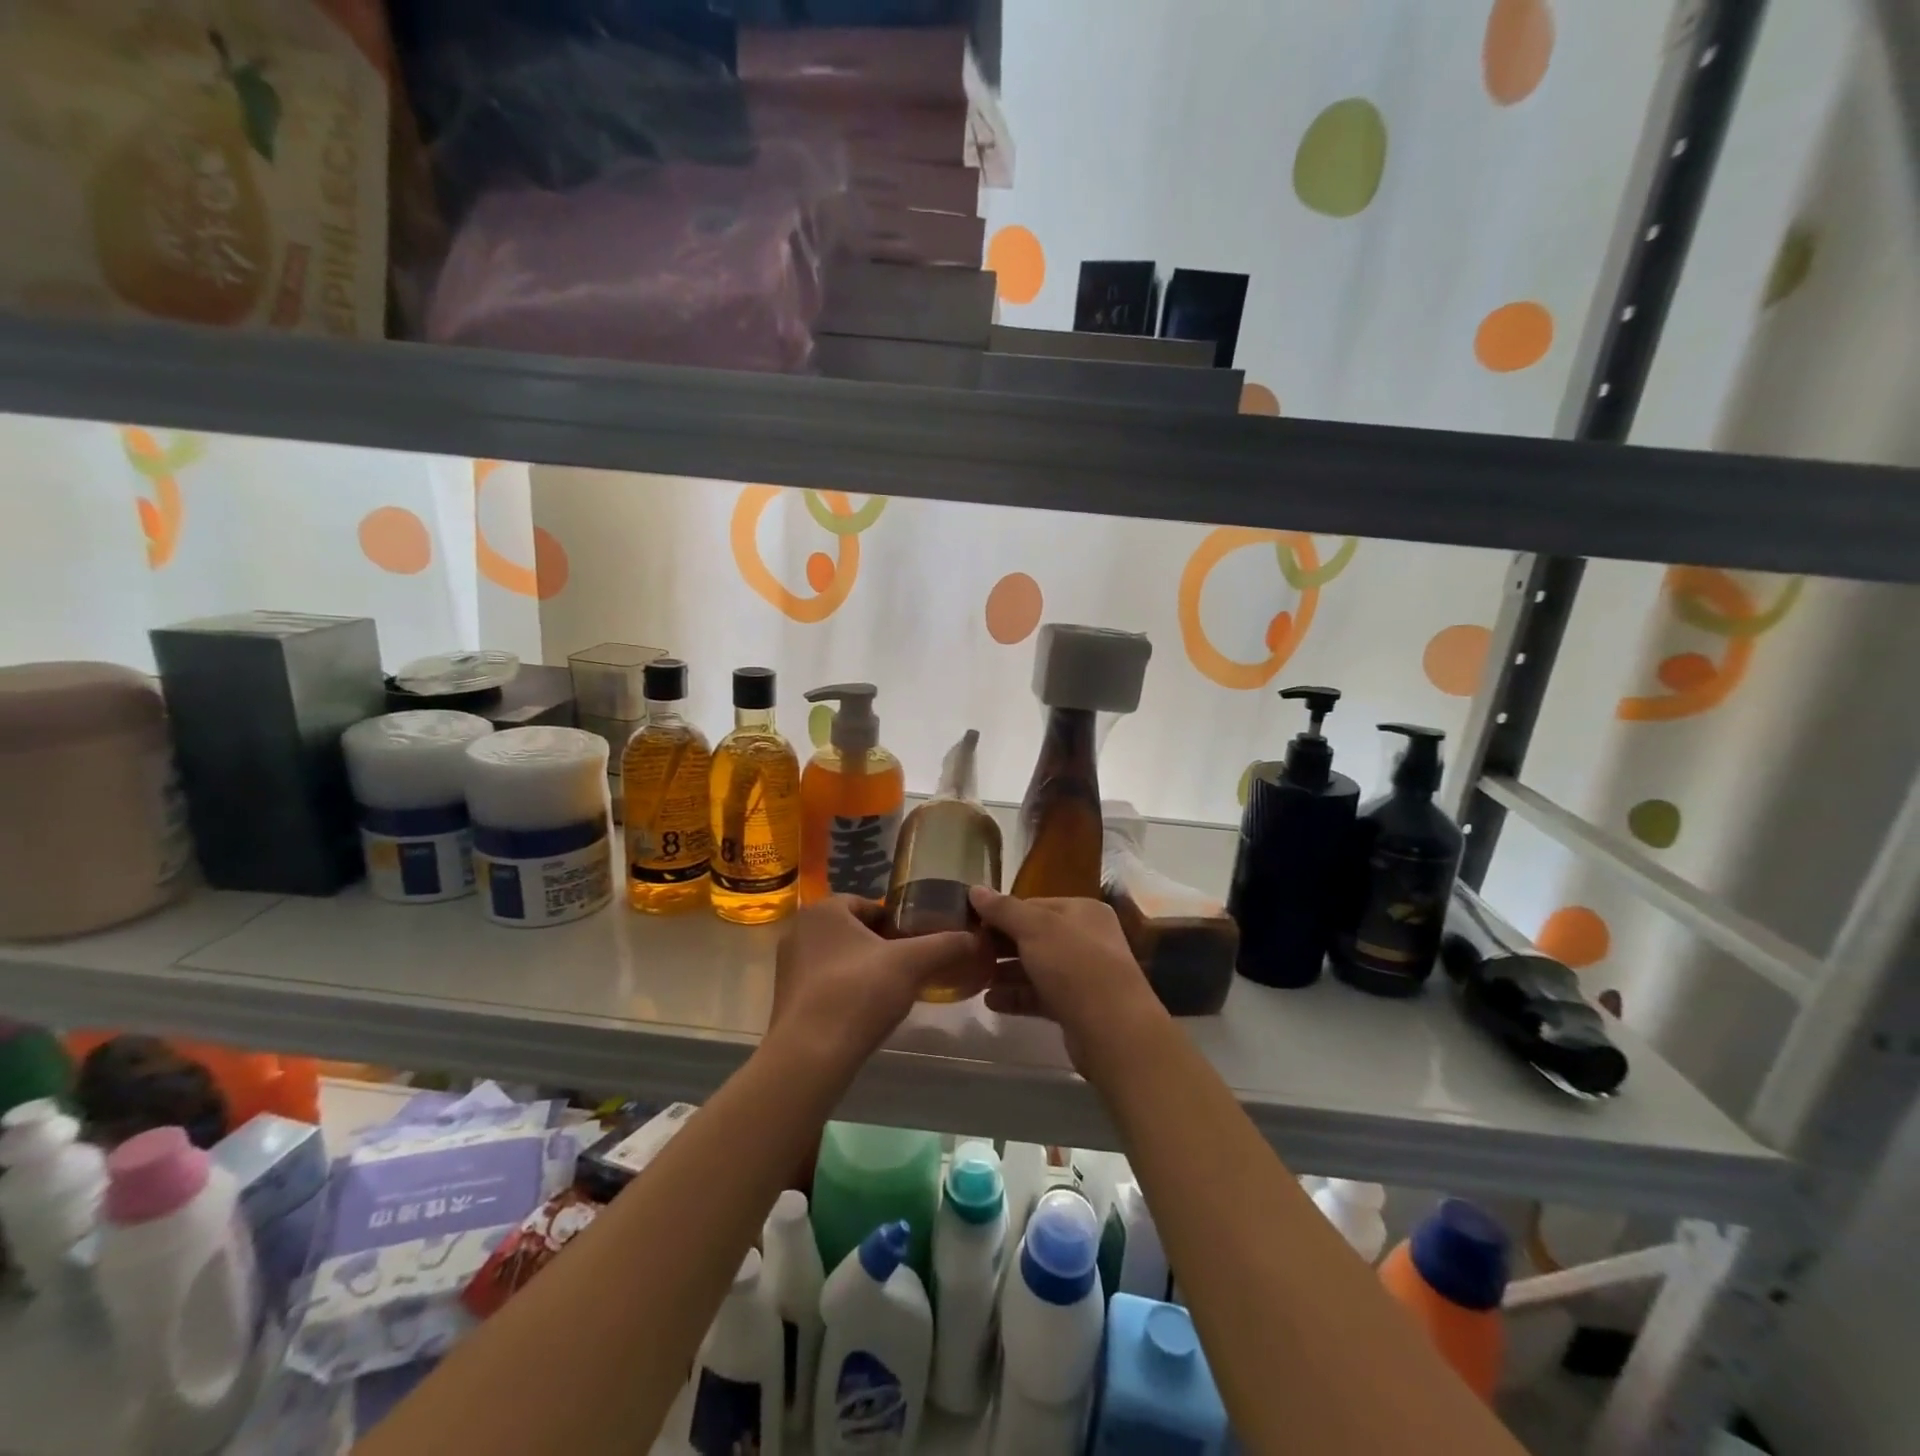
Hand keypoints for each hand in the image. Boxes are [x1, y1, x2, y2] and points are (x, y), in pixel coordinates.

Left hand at [766, 896, 988, 1075]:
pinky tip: (864, 1012)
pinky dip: (846, 990)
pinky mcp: (786, 997)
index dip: (898, 924)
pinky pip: (825, 983)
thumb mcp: (912, 963)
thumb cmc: (858, 993)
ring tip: (890, 992)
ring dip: (864, 969)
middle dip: (882, 947)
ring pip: (840, 957)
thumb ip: (946, 945)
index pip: (870, 905)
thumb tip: (978, 939)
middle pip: (854, 931)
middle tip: (909, 969)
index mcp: (824, 909)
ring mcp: (788, 965)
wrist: (810, 1055)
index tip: (917, 945)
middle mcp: (801, 929)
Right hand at [971, 887, 1167, 1076]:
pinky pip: (1040, 996)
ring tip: (973, 978)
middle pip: (1034, 936)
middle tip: (968, 952)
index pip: (1034, 905)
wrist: (1113, 1030)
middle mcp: (1085, 939)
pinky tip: (990, 1001)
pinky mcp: (1076, 1007)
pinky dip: (1016, 996)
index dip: (1002, 913)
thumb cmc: (1075, 966)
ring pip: (1036, 968)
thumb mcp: (1035, 928)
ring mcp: (1082, 975)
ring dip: (1005, 972)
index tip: (971, 924)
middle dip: (1001, 945)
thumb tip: (975, 889)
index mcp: (1082, 911)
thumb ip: (1003, 909)